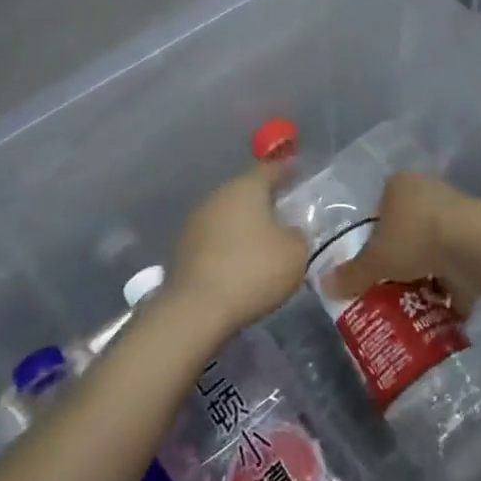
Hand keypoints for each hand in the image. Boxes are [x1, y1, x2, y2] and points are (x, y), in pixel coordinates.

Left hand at [167, 163, 307, 339]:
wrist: (196, 310)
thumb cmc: (253, 271)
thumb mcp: (295, 254)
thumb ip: (298, 236)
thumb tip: (289, 232)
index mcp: (246, 188)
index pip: (270, 170)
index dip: (285, 170)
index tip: (297, 170)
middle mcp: (218, 196)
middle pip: (245, 191)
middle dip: (264, 199)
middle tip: (283, 208)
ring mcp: (196, 222)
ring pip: (228, 215)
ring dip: (244, 223)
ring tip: (263, 238)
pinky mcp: (183, 249)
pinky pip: (214, 238)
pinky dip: (229, 244)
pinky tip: (240, 260)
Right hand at [321, 171, 480, 314]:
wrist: (474, 245)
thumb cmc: (415, 239)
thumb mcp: (375, 261)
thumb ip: (352, 275)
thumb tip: (323, 286)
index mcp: (400, 185)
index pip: (379, 211)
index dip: (374, 240)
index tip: (373, 266)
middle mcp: (428, 190)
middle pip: (407, 229)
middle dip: (401, 260)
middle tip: (391, 288)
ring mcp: (457, 212)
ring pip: (434, 247)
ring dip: (428, 274)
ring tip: (415, 305)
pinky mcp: (479, 236)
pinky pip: (459, 263)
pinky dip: (453, 286)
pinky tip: (443, 311)